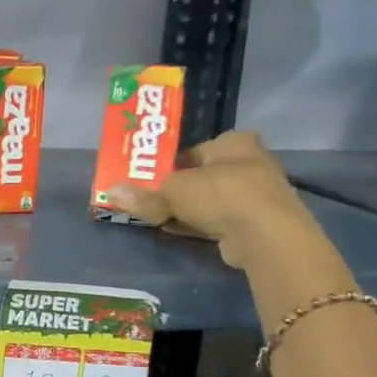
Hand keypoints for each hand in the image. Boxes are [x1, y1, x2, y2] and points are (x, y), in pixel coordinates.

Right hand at [104, 131, 318, 269]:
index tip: (148, 178)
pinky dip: (200, 224)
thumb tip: (110, 192)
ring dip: (188, 209)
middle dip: (178, 188)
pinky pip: (220, 219)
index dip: (169, 164)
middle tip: (150, 198)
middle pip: (202, 175)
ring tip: (159, 216)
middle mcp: (250, 162)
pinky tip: (178, 230)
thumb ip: (143, 195)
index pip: (193, 150)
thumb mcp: (172, 192)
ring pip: (211, 199)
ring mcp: (257, 194)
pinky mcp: (257, 222)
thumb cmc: (220, 194)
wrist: (266, 234)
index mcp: (234, 142)